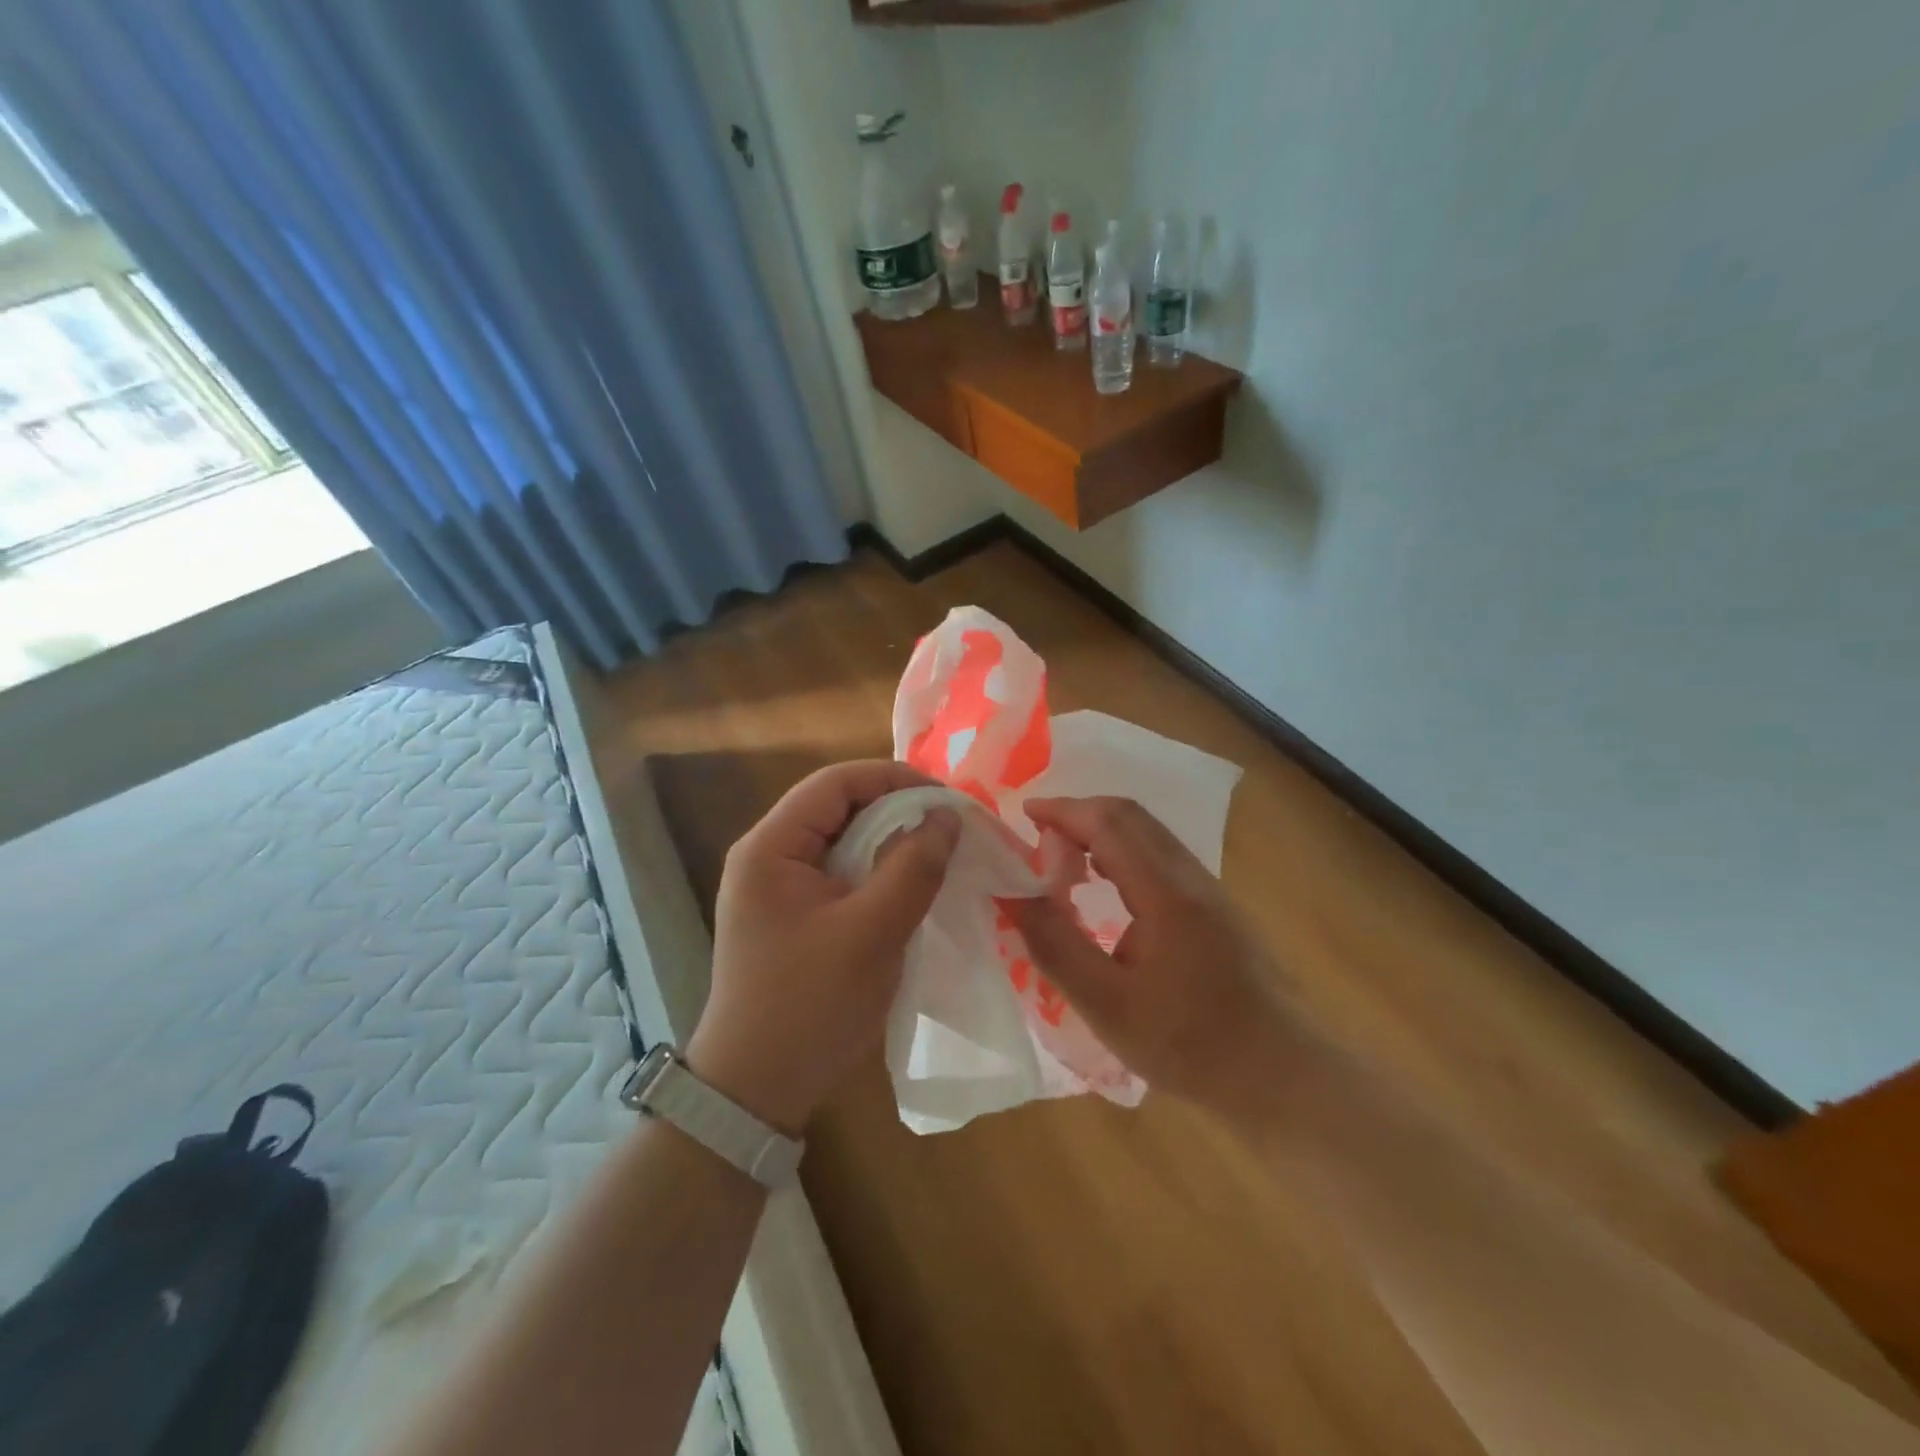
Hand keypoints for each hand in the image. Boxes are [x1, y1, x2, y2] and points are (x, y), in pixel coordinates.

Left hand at [686, 761, 959, 1135]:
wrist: (755, 1091)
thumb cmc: (810, 1005)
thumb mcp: (872, 933)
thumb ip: (913, 868)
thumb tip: (947, 816)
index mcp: (770, 847)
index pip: (835, 783)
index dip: (894, 780)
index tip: (946, 800)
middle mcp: (767, 855)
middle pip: (838, 807)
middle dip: (896, 810)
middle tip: (949, 827)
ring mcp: (777, 887)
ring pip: (843, 840)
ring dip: (889, 842)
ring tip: (937, 852)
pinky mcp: (792, 914)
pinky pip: (840, 873)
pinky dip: (877, 871)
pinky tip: (908, 886)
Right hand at [1008, 796, 1302, 1115]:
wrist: (1279, 1073)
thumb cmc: (1188, 1044)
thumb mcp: (1106, 1005)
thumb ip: (1054, 944)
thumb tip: (1012, 893)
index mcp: (1165, 893)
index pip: (1107, 823)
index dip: (1062, 810)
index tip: (1024, 814)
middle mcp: (1190, 875)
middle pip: (1131, 815)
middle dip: (1080, 813)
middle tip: (1039, 839)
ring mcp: (1209, 887)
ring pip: (1149, 832)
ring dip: (1102, 831)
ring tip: (1064, 862)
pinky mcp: (1217, 905)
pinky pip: (1162, 854)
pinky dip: (1123, 850)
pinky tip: (1107, 887)